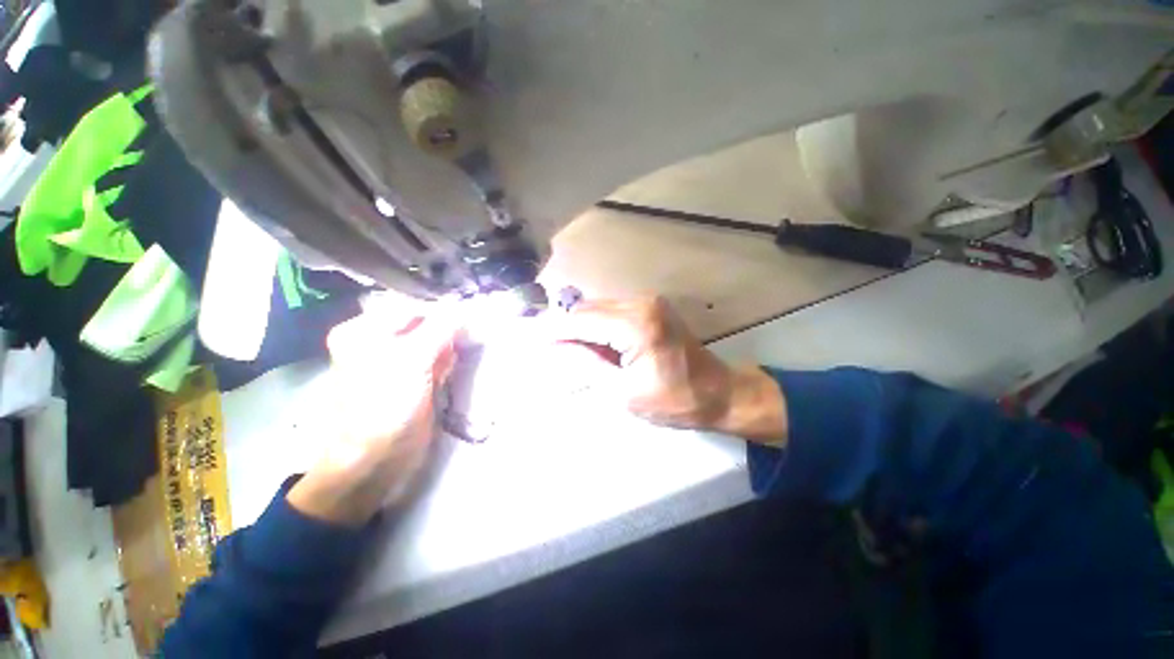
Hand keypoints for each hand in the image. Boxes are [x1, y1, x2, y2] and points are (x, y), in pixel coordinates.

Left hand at [287, 307, 458, 526]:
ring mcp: (398, 361)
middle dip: (447, 332)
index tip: (469, 320)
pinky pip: (438, 359)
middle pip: (425, 324)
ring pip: (435, 341)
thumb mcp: (413, 360)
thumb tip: (466, 308)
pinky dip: (447, 363)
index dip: (442, 313)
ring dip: (449, 348)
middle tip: (460, 344)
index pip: (413, 308)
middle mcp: (379, 341)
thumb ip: (442, 329)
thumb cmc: (385, 404)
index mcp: (365, 329)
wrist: (375, 459)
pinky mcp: (414, 378)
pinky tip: (445, 375)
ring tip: (449, 363)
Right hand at [547, 296, 786, 444]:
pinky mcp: (651, 307)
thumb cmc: (673, 401)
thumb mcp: (623, 392)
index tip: (531, 340)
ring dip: (581, 328)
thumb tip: (555, 348)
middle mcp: (641, 303)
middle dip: (566, 328)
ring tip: (572, 353)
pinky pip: (612, 312)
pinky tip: (595, 346)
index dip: (554, 329)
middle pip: (587, 309)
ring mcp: (648, 302)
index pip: (581, 320)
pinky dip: (598, 326)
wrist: (718, 392)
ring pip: (598, 308)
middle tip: (551, 351)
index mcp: (636, 325)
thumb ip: (586, 364)